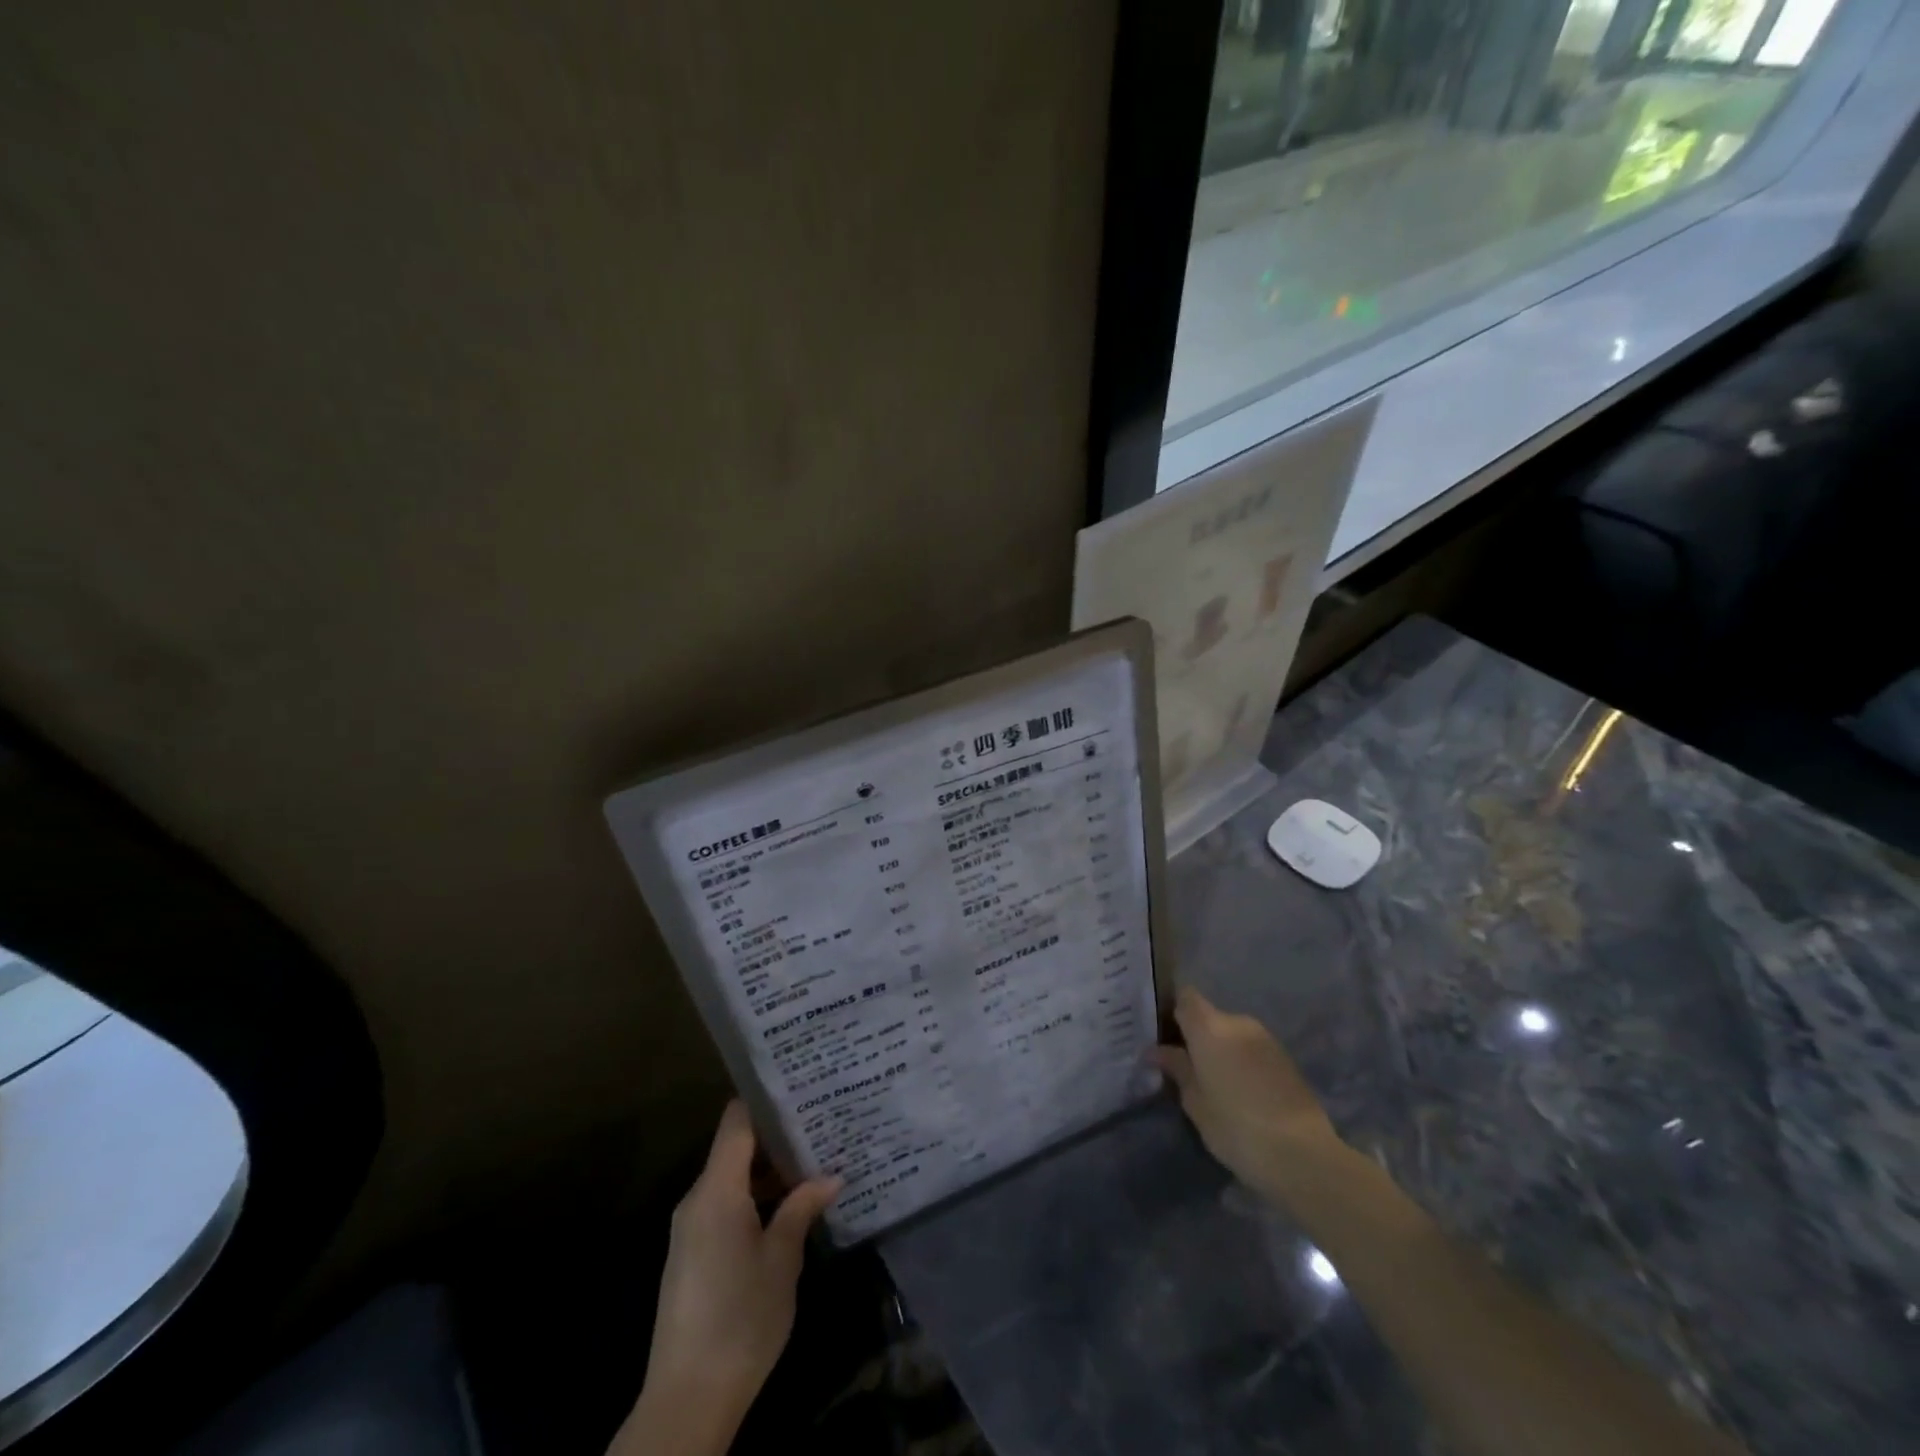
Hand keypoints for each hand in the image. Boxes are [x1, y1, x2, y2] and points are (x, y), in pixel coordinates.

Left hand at [622, 1101, 840, 1455]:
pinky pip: (724, 1205)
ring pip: (732, 1178)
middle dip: (776, 1136)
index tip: (800, 1087)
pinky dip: (754, 1197)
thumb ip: (802, 1209)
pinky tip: (788, 1205)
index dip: (765, 1100)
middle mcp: (697, 1199)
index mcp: (716, 1190)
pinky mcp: (693, 1253)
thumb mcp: (782, 1260)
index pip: (736, 1121)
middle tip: (820, 1123)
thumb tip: (831, 1175)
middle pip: (735, 1147)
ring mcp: (691, 1228)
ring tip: (813, 1159)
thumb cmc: (741, 1318)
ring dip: (767, 1171)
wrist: (687, 1399)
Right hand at [1153, 987, 1344, 1200]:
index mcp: (1210, 1027)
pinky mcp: (1286, 1059)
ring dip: (1221, 1051)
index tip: (1161, 1032)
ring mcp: (1266, 1039)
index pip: (1185, 997)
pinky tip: (1241, 1093)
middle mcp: (1238, 1023)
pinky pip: (1252, 1050)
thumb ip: (1177, 1069)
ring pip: (1232, 1035)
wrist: (1303, 1155)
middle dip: (1197, 1036)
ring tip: (1214, 1083)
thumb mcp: (1195, 1102)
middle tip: (1184, 1066)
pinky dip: (1242, 1063)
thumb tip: (1156, 1051)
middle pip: (1209, 1017)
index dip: (1172, 1009)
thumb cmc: (1236, 1127)